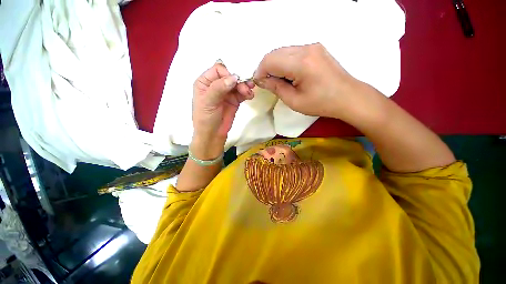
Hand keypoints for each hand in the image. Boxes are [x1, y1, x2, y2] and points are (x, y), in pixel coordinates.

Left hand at [191, 61, 254, 158]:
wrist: (213, 135)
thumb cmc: (205, 118)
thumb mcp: (208, 102)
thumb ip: (219, 88)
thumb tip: (234, 77)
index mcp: (205, 82)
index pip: (218, 70)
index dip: (228, 73)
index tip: (235, 81)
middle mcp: (216, 85)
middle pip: (230, 76)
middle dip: (239, 80)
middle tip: (247, 87)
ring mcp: (226, 93)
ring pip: (237, 84)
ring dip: (245, 86)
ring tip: (249, 92)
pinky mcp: (234, 100)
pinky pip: (242, 93)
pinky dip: (247, 93)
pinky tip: (250, 96)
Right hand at [253, 43, 372, 120]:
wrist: (348, 97)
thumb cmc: (321, 103)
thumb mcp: (294, 101)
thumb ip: (276, 88)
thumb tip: (261, 80)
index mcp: (301, 63)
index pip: (270, 60)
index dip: (260, 71)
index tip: (259, 83)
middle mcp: (306, 48)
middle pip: (275, 52)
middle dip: (266, 67)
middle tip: (267, 82)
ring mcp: (312, 46)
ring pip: (283, 51)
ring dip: (275, 64)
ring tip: (277, 80)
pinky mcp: (316, 48)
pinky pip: (293, 52)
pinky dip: (285, 62)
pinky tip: (288, 74)